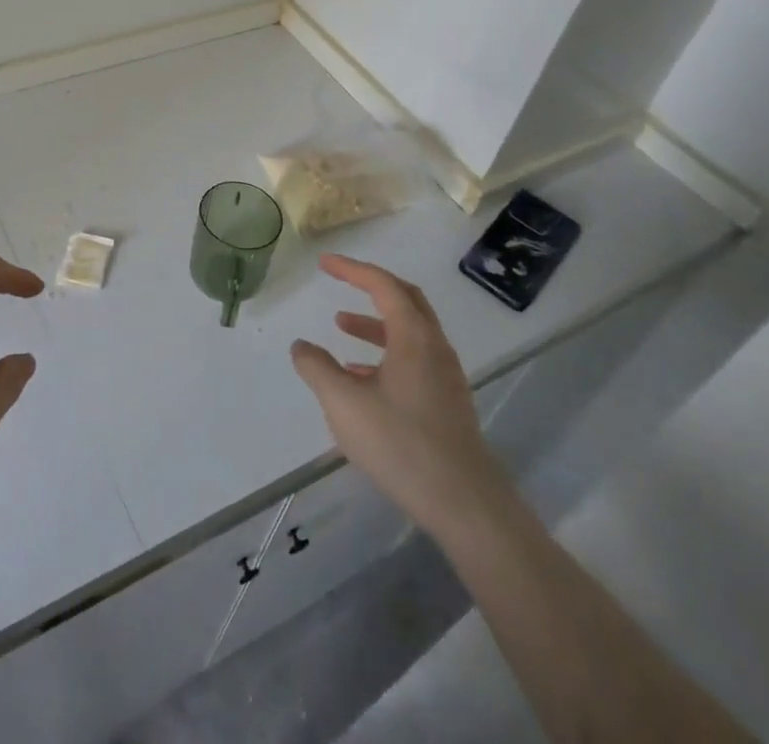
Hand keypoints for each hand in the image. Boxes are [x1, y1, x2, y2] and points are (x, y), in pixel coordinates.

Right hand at [292, 253, 500, 521]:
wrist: (466, 505)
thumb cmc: (402, 444)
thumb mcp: (344, 403)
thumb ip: (317, 368)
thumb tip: (301, 346)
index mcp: (414, 337)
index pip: (383, 285)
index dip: (352, 269)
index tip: (324, 263)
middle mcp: (434, 348)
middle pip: (405, 300)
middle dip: (371, 287)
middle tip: (341, 281)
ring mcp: (446, 377)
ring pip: (409, 333)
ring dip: (375, 323)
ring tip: (340, 328)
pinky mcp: (448, 404)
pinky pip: (413, 360)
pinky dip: (385, 354)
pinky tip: (361, 378)